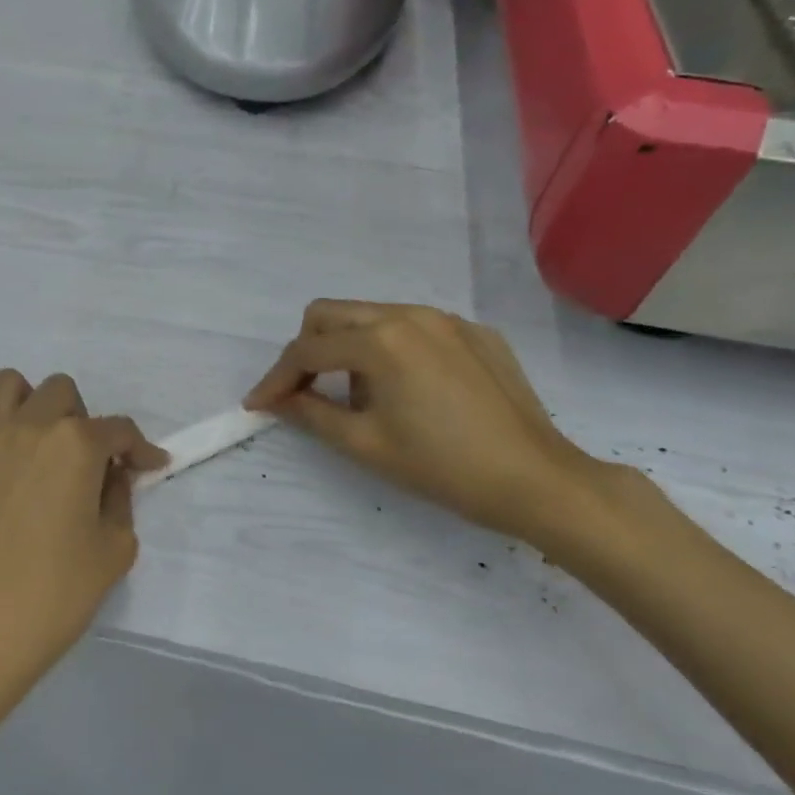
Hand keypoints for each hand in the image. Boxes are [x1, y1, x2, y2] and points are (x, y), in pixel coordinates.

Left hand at [0, 370, 167, 688]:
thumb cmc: (54, 595)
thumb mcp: (114, 551)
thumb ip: (119, 501)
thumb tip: (110, 477)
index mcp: (74, 444)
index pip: (118, 429)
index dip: (139, 449)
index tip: (148, 467)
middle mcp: (27, 427)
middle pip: (60, 391)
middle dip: (81, 419)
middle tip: (83, 463)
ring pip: (5, 386)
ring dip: (25, 405)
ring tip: (31, 445)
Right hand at [245, 300, 615, 548]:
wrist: (537, 480)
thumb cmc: (442, 467)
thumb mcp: (365, 444)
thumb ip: (310, 413)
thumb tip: (278, 400)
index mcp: (379, 340)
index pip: (306, 351)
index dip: (275, 379)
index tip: (257, 405)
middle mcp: (409, 314)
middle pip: (331, 314)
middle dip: (306, 350)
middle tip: (303, 393)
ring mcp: (446, 320)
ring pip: (371, 316)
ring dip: (347, 348)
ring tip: (359, 397)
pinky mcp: (474, 333)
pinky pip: (413, 328)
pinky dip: (390, 350)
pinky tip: (408, 391)